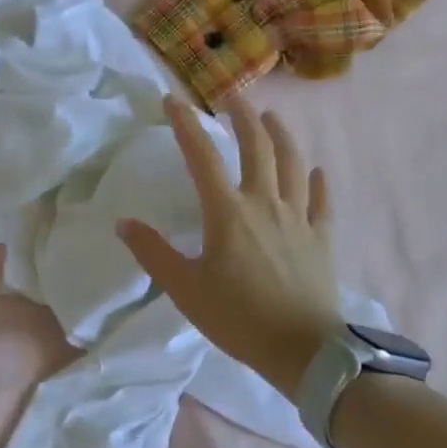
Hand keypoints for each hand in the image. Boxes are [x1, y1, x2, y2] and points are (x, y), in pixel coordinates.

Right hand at [117, 96, 343, 396]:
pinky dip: (318, 182)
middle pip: (257, 146)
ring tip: (272, 118)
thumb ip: (154, 253)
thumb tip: (124, 223)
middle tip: (232, 97)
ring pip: (292, 163)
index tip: (172, 100)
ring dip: (281, 135)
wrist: (304, 350)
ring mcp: (298, 218)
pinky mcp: (321, 237)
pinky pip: (321, 201)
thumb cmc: (239, 318)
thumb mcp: (185, 289)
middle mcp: (265, 203)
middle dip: (243, 116)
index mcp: (228, 213)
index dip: (186, 124)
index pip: (202, 156)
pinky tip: (316, 171)